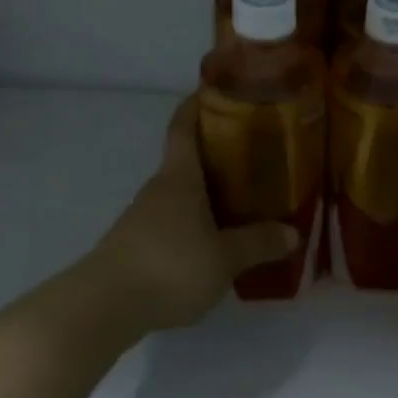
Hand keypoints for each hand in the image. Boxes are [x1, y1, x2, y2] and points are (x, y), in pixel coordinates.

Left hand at [89, 96, 297, 331]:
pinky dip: (196, 223)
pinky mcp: (137, 247)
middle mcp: (159, 190)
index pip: (184, 127)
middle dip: (218, 154)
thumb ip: (258, 243)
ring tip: (245, 201)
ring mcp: (144, 218)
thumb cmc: (170, 265)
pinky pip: (174, 223)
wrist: (103, 307)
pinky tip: (217, 242)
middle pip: (188, 160)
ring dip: (209, 193)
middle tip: (256, 155)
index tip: (217, 90)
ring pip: (182, 195)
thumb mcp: (225, 257)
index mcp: (180, 178)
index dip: (198, 104)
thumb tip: (293, 233)